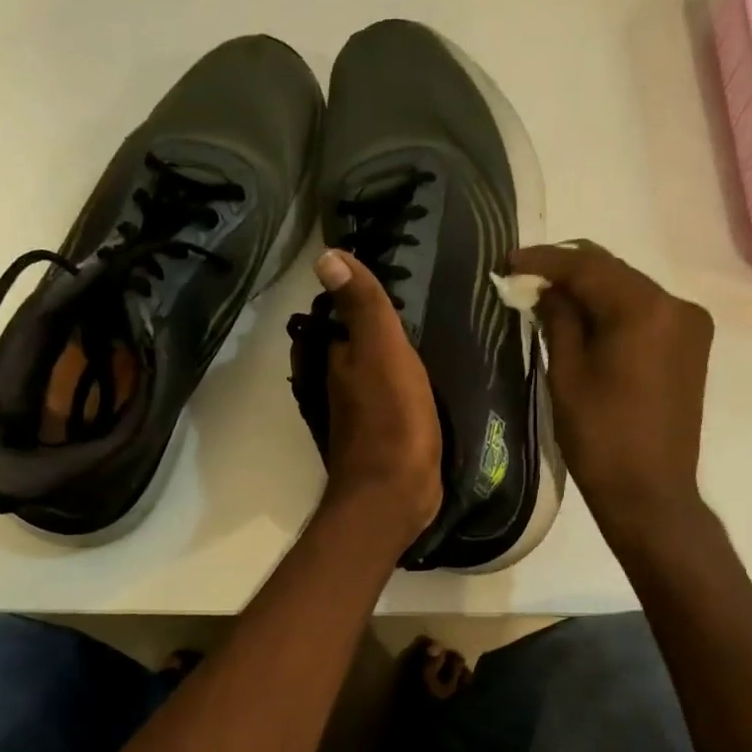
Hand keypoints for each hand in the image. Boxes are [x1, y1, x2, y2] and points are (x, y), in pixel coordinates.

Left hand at [308, 249, 442, 546]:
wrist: (394, 496)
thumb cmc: (391, 420)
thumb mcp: (380, 352)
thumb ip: (362, 307)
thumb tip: (326, 255)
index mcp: (339, 360)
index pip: (340, 316)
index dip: (357, 296)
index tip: (385, 275)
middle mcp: (342, 384)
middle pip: (355, 345)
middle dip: (373, 325)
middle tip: (411, 302)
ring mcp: (361, 414)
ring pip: (373, 373)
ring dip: (389, 356)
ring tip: (424, 334)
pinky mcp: (384, 438)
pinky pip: (391, 400)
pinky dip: (402, 387)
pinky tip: (425, 382)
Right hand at [512, 240, 712, 542]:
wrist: (650, 492)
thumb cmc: (600, 438)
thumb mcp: (567, 376)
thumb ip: (558, 321)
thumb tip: (546, 290)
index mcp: (645, 309)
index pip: (588, 266)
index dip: (545, 261)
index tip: (508, 262)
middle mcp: (676, 305)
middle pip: (614, 272)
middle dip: (568, 272)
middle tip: (525, 279)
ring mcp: (690, 325)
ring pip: (630, 291)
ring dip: (591, 291)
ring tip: (549, 301)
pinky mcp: (691, 347)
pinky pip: (645, 313)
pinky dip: (614, 311)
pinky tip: (585, 323)